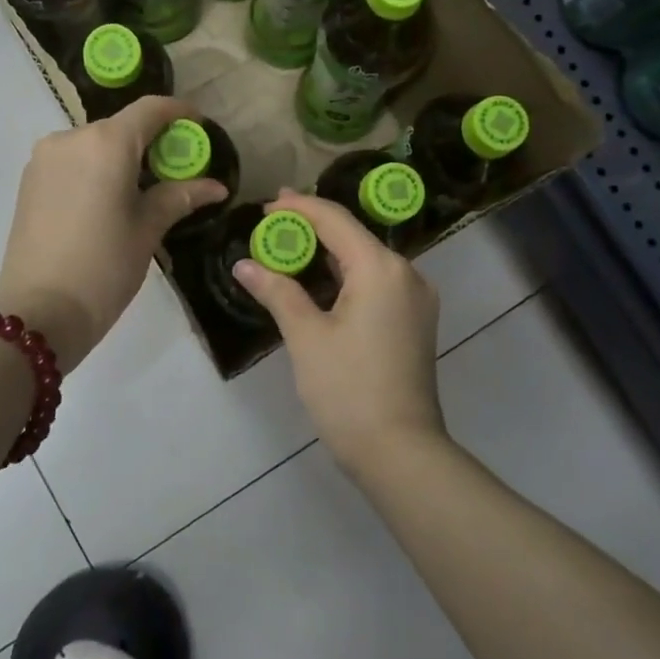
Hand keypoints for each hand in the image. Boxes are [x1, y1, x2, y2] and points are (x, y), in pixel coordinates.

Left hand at [0, 97, 226, 373]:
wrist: (39, 313)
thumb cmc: (104, 268)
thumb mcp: (147, 230)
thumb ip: (180, 197)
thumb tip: (216, 187)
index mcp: (106, 143)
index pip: (150, 109)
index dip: (179, 112)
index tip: (200, 127)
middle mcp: (71, 138)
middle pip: (121, 126)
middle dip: (152, 140)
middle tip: (177, 168)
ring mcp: (45, 158)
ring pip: (95, 143)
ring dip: (122, 156)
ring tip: (144, 189)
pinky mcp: (29, 180)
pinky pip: (72, 160)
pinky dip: (96, 168)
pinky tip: (109, 198)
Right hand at [231, 189, 445, 471]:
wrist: (400, 452)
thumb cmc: (347, 390)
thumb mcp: (305, 337)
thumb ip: (277, 291)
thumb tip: (244, 265)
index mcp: (381, 268)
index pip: (335, 219)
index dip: (299, 208)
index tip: (265, 206)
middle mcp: (406, 274)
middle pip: (353, 236)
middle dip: (312, 227)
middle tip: (272, 222)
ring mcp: (415, 299)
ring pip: (366, 260)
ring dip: (329, 252)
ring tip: (288, 247)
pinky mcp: (414, 321)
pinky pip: (376, 282)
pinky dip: (346, 276)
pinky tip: (318, 281)